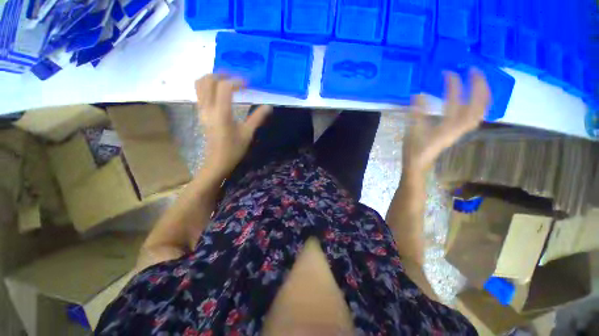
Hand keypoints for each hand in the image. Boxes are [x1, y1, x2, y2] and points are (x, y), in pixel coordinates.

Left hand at [196, 75, 271, 179]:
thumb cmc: (233, 149)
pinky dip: (208, 86)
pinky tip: (219, 92)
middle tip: (235, 78)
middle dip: (221, 74)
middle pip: (207, 80)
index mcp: (221, 114)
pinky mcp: (200, 114)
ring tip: (226, 81)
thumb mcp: (248, 134)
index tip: (247, 84)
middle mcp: (208, 109)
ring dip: (212, 78)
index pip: (224, 88)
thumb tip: (268, 107)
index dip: (236, 81)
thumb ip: (257, 118)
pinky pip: (199, 93)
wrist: (217, 161)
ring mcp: (202, 110)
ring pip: (200, 85)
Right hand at [403, 69, 489, 171]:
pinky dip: (480, 104)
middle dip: (479, 85)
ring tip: (479, 80)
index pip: (454, 101)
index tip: (448, 73)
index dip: (453, 86)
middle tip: (473, 70)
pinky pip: (476, 116)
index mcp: (446, 127)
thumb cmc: (414, 148)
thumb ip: (416, 113)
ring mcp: (462, 130)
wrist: (419, 163)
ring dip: (483, 94)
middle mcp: (459, 127)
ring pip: (481, 110)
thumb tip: (418, 94)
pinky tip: (476, 98)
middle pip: (478, 105)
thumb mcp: (412, 130)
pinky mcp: (460, 131)